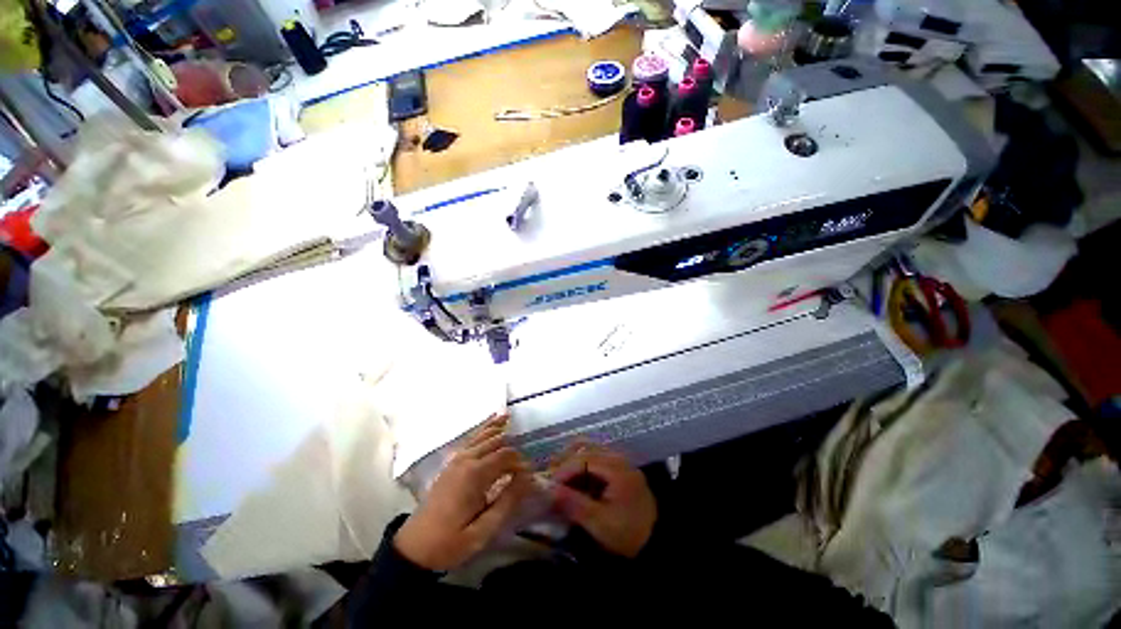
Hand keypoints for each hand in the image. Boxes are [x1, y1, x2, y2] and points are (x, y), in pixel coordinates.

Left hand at [394, 414, 531, 570]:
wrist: (414, 547)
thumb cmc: (450, 542)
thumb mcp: (482, 531)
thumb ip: (507, 502)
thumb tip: (527, 479)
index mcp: (474, 475)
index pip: (506, 456)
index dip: (522, 463)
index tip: (531, 477)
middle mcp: (467, 460)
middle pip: (497, 442)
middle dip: (514, 448)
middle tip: (526, 462)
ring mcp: (457, 458)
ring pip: (484, 436)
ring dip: (499, 428)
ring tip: (512, 418)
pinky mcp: (453, 462)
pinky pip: (472, 438)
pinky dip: (485, 428)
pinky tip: (493, 421)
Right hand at [549, 443, 656, 558]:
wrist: (657, 541)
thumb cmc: (628, 533)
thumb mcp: (600, 523)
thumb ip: (575, 504)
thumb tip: (550, 490)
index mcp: (616, 468)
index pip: (583, 458)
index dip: (563, 470)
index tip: (549, 484)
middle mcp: (618, 458)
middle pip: (586, 447)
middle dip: (565, 460)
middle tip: (550, 476)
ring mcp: (620, 461)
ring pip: (590, 449)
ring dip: (572, 459)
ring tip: (559, 475)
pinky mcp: (619, 469)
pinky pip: (596, 457)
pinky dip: (582, 464)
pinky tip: (574, 478)